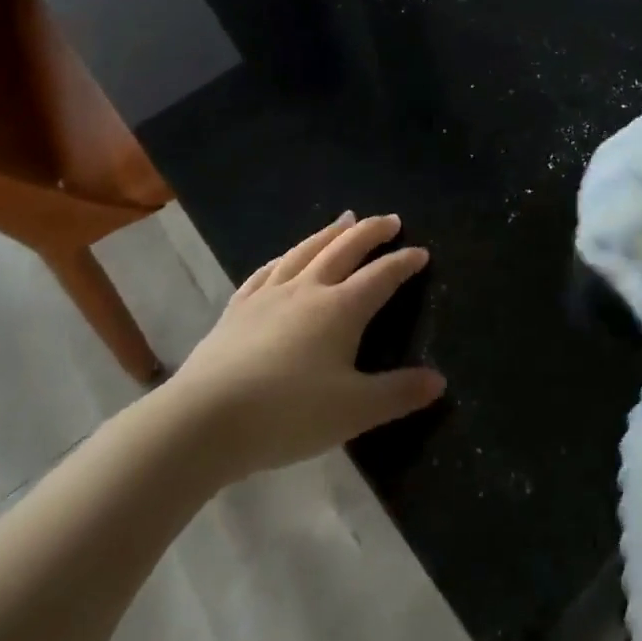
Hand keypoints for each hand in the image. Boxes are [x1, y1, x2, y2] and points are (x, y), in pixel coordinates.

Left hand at [162, 212, 445, 481]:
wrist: (202, 421)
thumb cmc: (286, 414)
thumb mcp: (353, 411)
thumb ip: (398, 394)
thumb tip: (439, 381)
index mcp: (341, 308)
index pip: (382, 276)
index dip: (404, 262)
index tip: (421, 252)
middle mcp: (308, 290)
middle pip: (345, 249)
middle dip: (370, 232)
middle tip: (389, 219)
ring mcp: (268, 296)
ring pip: (305, 251)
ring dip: (329, 233)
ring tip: (345, 219)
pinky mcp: (237, 310)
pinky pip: (265, 272)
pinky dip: (283, 258)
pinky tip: (284, 258)